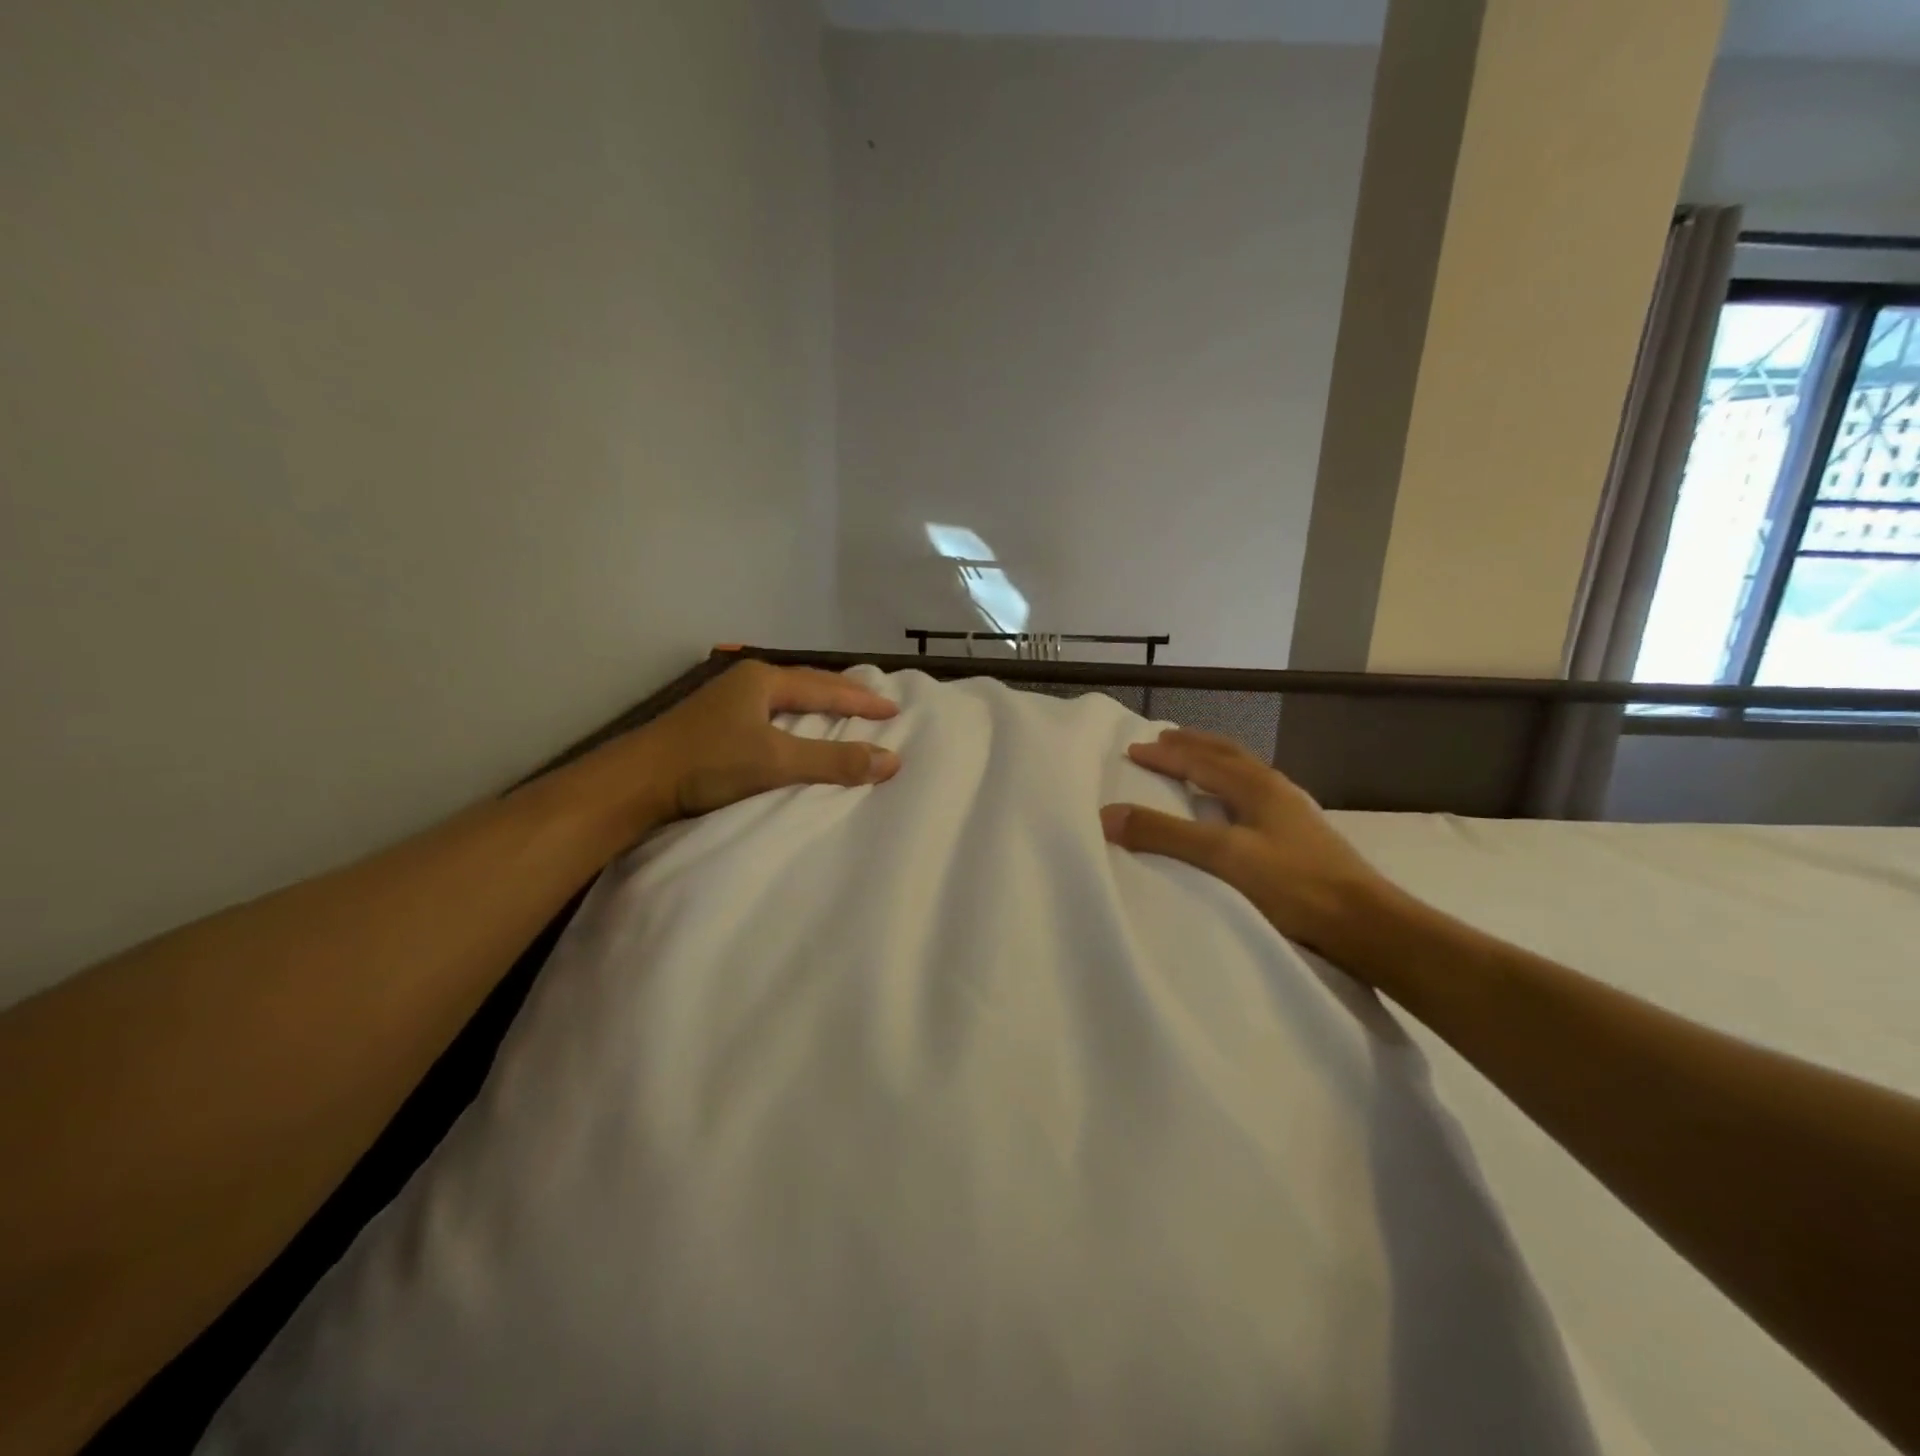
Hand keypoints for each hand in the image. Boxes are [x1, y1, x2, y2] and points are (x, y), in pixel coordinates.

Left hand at [586, 662, 900, 837]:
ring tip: (844, 716)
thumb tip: (891, 760)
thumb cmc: (708, 763)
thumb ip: (833, 760)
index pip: (826, 688)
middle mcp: (746, 682)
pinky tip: (797, 732)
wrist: (634, 783)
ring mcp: (727, 701)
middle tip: (874, 706)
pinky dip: (795, 722)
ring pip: (786, 700)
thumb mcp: (776, 761)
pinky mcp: (714, 724)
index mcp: (763, 680)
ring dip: (818, 708)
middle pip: (806, 685)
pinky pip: (770, 715)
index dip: (862, 700)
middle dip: (842, 696)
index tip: (894, 709)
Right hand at [1100, 728, 1391, 961]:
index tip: (1132, 749)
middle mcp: (1275, 790)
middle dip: (1193, 745)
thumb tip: (1107, 815)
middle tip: (1164, 739)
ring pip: (1244, 774)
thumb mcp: (1224, 856)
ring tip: (1194, 764)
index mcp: (1256, 786)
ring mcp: (1292, 813)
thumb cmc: (1294, 885)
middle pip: (1228, 755)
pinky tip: (1232, 809)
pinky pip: (1254, 797)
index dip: (1165, 754)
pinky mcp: (1300, 838)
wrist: (1367, 925)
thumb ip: (1166, 835)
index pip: (1200, 760)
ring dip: (1214, 763)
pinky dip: (1230, 788)